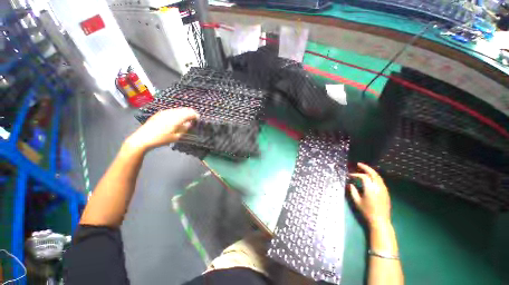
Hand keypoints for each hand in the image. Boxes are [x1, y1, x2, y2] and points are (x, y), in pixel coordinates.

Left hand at [126, 108, 198, 152]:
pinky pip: (173, 111)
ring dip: (185, 113)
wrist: (142, 138)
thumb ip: (185, 129)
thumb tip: (190, 124)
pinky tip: (177, 120)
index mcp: (177, 118)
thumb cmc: (161, 139)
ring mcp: (165, 112)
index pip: (191, 113)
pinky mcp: (160, 113)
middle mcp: (172, 112)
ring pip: (179, 109)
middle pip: (185, 109)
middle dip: (191, 114)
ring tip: (186, 121)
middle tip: (194, 121)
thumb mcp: (176, 137)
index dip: (196, 116)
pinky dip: (178, 114)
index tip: (199, 121)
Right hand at [348, 163, 391, 228]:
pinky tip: (370, 177)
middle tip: (359, 164)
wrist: (380, 220)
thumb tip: (350, 184)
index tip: (350, 175)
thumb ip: (353, 191)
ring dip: (371, 171)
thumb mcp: (357, 201)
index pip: (363, 177)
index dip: (356, 174)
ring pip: (378, 176)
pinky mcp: (386, 192)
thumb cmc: (367, 211)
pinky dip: (375, 176)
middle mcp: (378, 187)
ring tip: (364, 169)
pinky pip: (380, 181)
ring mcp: (384, 189)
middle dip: (366, 167)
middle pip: (373, 173)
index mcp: (370, 189)